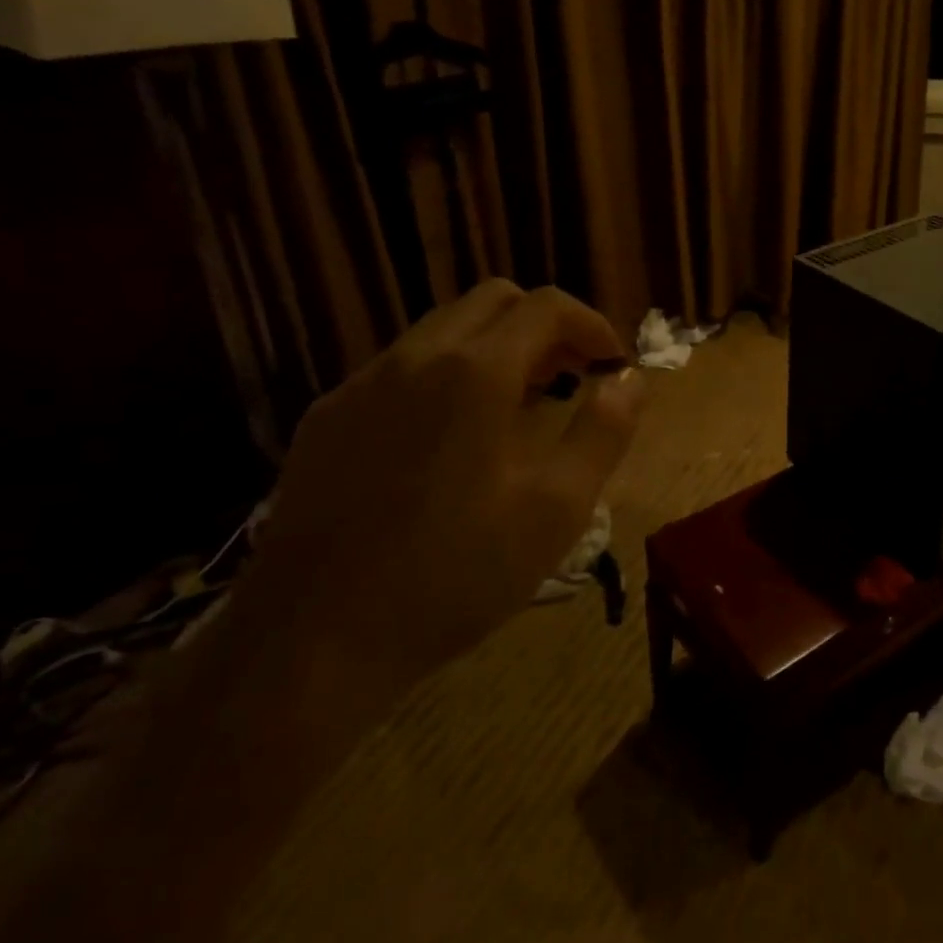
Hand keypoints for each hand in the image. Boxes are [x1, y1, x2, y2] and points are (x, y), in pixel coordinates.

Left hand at [245, 281, 643, 688]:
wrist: (311, 643)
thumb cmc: (454, 575)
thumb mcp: (556, 510)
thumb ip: (603, 432)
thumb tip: (631, 380)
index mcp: (476, 372)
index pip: (547, 306)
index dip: (592, 323)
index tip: (613, 363)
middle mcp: (415, 357)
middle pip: (494, 300)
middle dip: (545, 326)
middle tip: (572, 376)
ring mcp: (362, 384)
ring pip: (444, 328)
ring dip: (496, 346)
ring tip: (520, 405)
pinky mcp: (326, 417)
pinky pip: (401, 367)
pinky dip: (447, 374)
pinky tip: (451, 438)